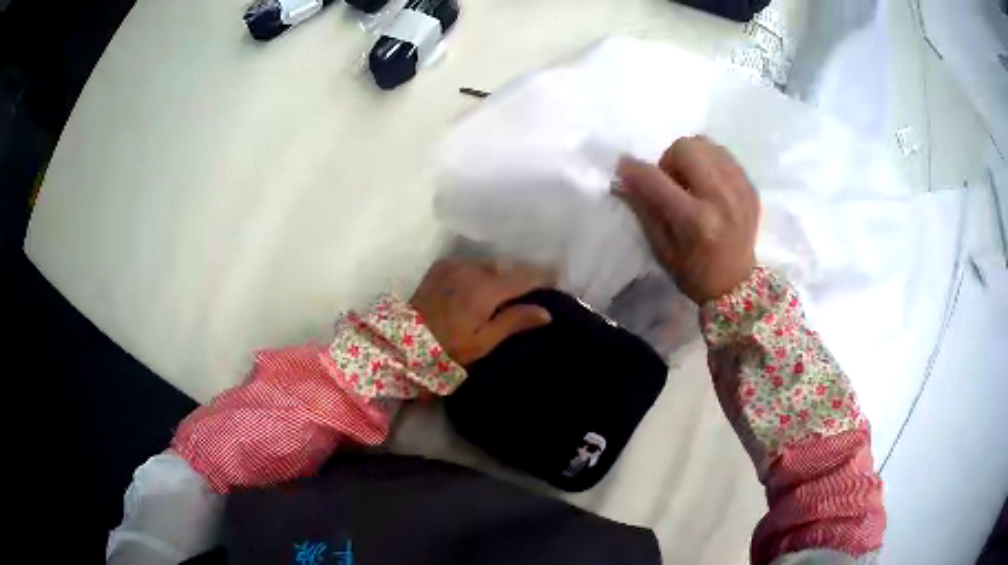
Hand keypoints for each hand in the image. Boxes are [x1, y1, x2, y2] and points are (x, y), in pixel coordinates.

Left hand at [410, 259, 553, 365]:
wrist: (401, 343)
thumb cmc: (447, 349)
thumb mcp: (483, 342)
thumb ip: (513, 322)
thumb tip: (546, 311)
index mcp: (485, 289)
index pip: (523, 277)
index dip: (543, 277)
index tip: (559, 278)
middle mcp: (471, 269)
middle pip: (506, 267)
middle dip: (520, 276)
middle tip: (531, 291)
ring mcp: (453, 265)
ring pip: (487, 264)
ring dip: (499, 274)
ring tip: (506, 290)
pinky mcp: (440, 267)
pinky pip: (470, 264)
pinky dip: (480, 272)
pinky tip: (480, 286)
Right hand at [616, 136, 759, 304]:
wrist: (737, 285)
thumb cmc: (694, 273)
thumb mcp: (661, 249)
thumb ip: (643, 209)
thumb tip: (622, 178)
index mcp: (696, 220)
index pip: (656, 179)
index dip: (633, 169)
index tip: (623, 167)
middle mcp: (720, 198)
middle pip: (685, 147)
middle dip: (669, 160)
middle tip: (671, 183)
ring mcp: (739, 190)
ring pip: (705, 144)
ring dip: (691, 158)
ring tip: (692, 181)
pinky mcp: (750, 187)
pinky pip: (723, 154)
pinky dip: (710, 162)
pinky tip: (709, 184)